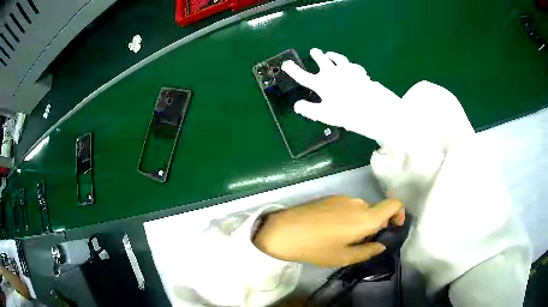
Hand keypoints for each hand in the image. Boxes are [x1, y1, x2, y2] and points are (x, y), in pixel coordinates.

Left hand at [253, 196, 404, 266]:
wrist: (282, 230)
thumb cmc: (315, 248)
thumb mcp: (343, 256)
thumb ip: (367, 251)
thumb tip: (381, 245)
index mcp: (365, 217)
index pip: (393, 204)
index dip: (399, 213)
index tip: (393, 226)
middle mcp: (357, 203)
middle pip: (375, 210)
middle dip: (374, 225)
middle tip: (360, 242)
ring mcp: (342, 197)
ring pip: (360, 209)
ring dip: (359, 222)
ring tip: (341, 238)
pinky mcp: (329, 197)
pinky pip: (347, 206)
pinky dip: (348, 217)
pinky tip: (330, 229)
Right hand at [281, 48, 401, 141]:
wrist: (374, 107)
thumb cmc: (347, 112)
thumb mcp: (325, 115)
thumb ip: (309, 110)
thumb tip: (297, 105)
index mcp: (322, 84)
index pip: (303, 76)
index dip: (293, 70)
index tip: (286, 63)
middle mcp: (333, 73)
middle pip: (322, 61)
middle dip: (316, 55)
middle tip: (314, 51)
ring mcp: (348, 71)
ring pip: (338, 59)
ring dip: (333, 55)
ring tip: (329, 54)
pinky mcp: (361, 73)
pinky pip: (354, 66)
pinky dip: (350, 65)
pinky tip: (351, 66)